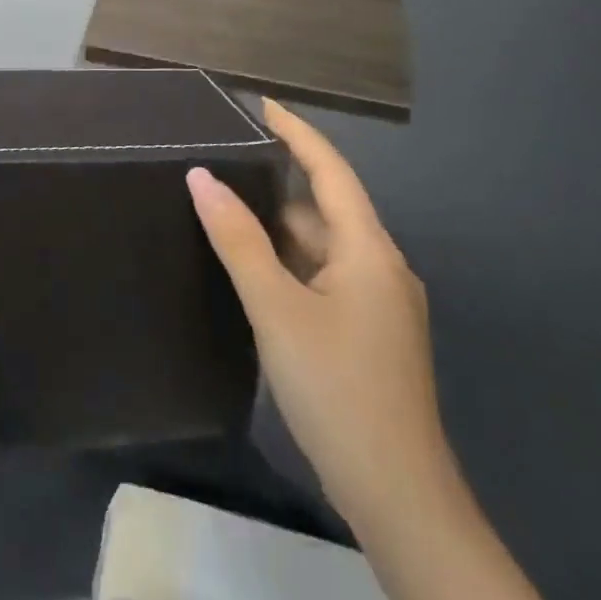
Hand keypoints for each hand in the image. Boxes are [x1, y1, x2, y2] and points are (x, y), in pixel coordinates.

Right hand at [187, 99, 455, 547]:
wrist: (398, 494)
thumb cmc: (337, 389)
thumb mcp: (277, 309)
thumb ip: (239, 241)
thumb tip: (202, 178)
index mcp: (369, 250)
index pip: (331, 170)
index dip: (297, 133)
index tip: (261, 104)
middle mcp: (381, 267)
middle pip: (326, 208)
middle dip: (279, 183)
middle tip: (224, 163)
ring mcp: (379, 304)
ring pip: (323, 247)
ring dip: (281, 229)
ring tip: (226, 210)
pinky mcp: (369, 333)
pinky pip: (325, 277)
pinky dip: (291, 264)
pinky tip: (255, 271)